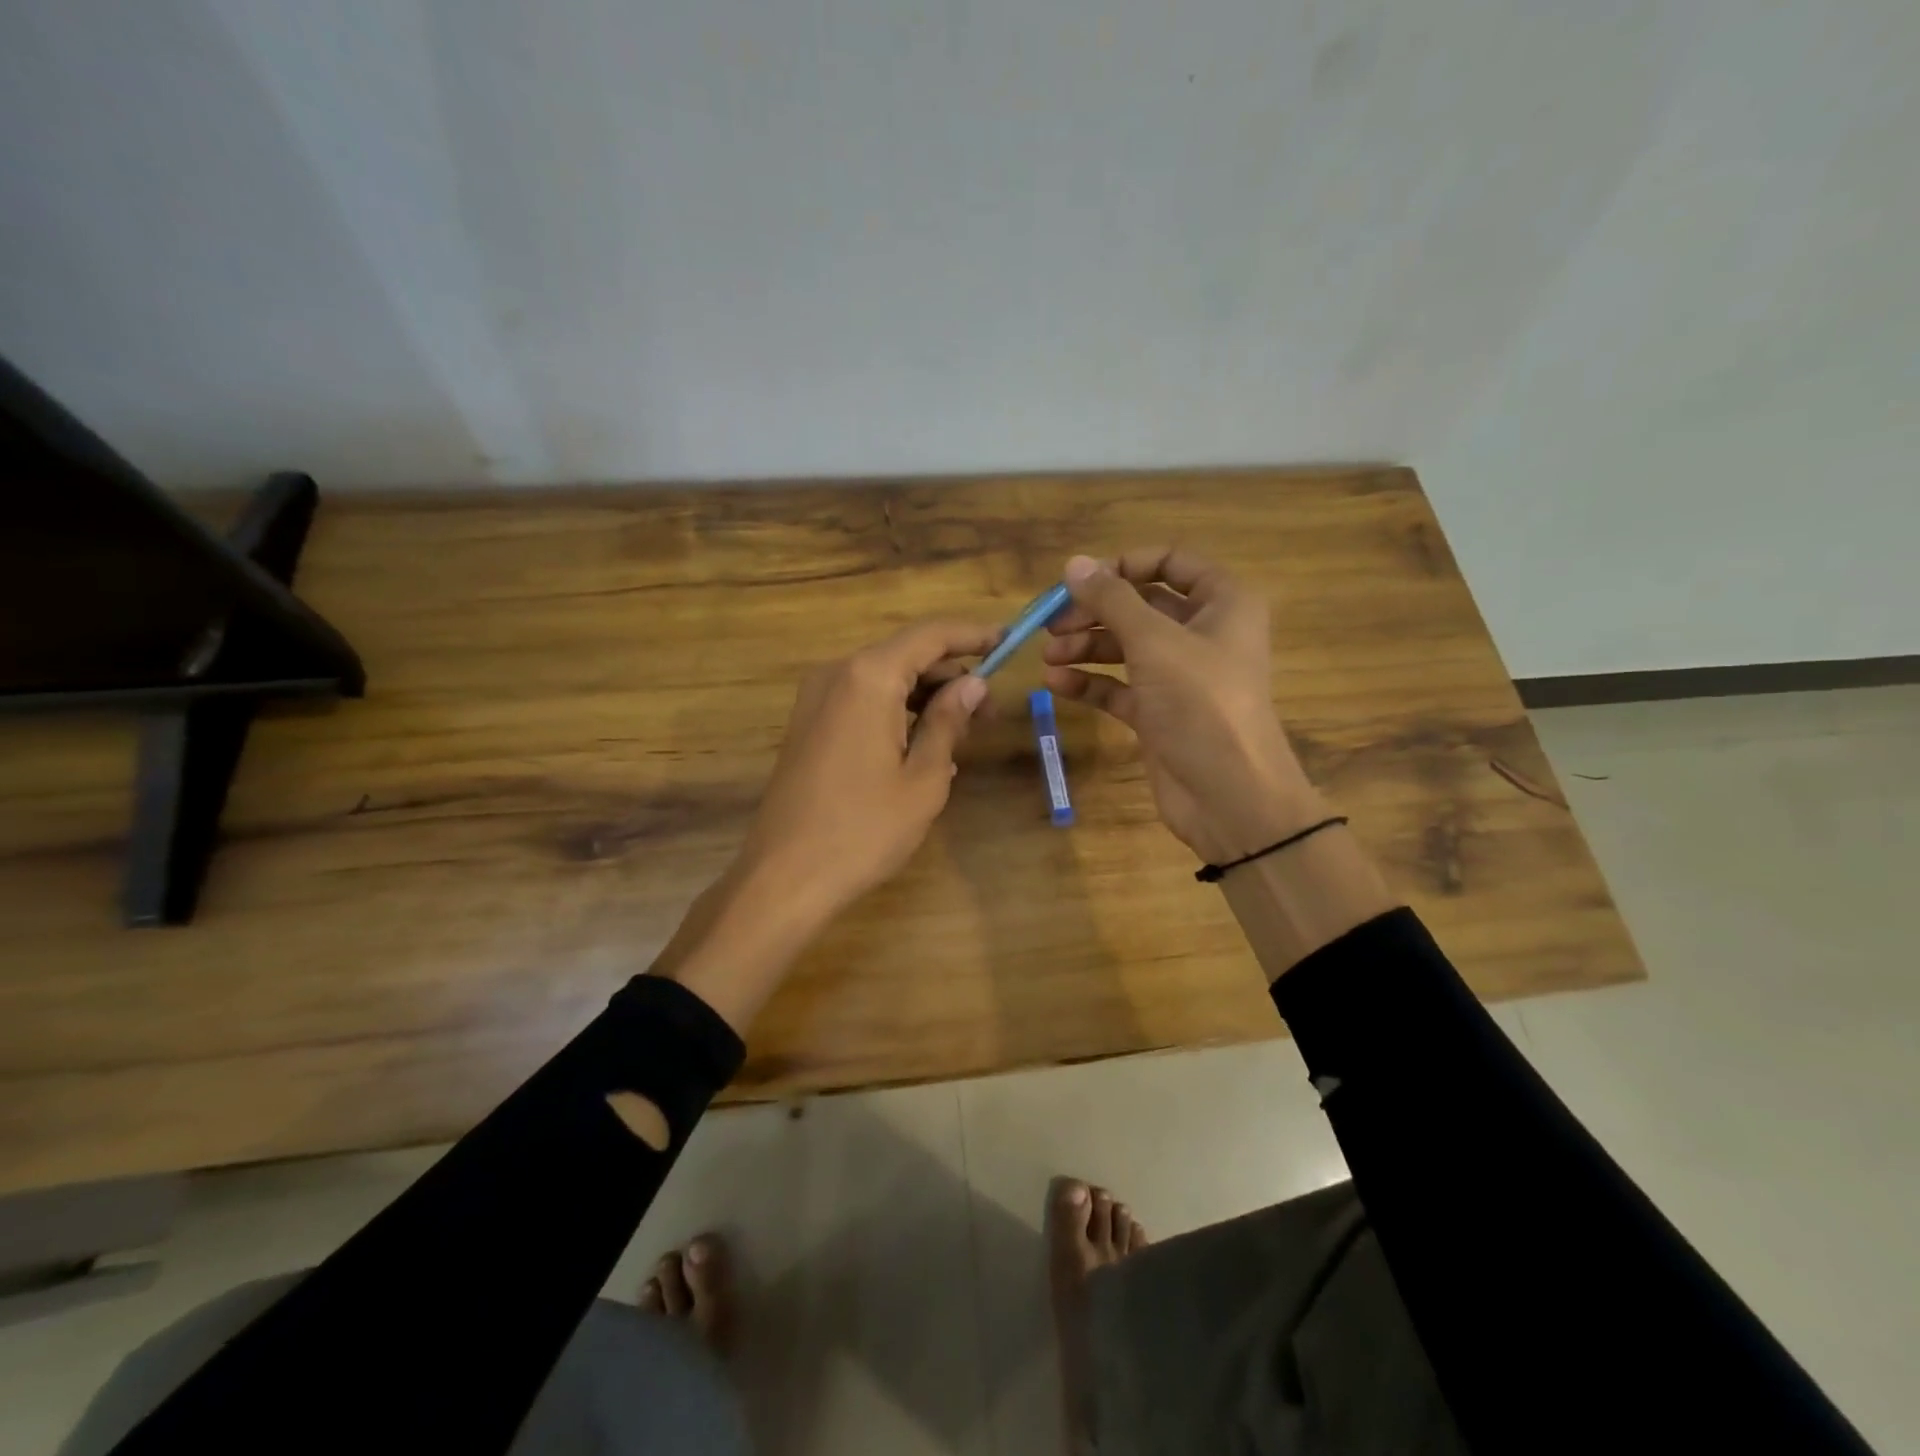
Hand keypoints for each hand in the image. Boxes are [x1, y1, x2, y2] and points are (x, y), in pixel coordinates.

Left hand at [740, 619, 997, 918]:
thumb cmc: (864, 829)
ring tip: (960, 736)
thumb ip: (949, 721)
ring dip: (925, 697)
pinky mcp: (808, 724)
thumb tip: (974, 685)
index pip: (931, 635)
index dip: (974, 635)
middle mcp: (838, 674)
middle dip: (951, 676)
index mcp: (869, 677)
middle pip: (906, 655)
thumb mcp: (923, 777)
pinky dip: (896, 712)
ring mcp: (816, 698)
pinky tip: (922, 747)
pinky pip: (862, 701)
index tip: (1009, 641)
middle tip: (988, 713)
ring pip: (884, 679)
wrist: (784, 876)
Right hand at [1043, 550, 1322, 864]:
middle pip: (1140, 606)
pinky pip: (1119, 687)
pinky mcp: (1159, 713)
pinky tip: (1056, 683)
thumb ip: (1112, 600)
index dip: (1124, 565)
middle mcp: (1202, 633)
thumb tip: (1074, 563)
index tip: (1080, 580)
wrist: (1230, 795)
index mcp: (1222, 603)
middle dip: (1094, 612)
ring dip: (1085, 648)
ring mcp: (1179, 676)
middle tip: (1051, 624)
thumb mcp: (1154, 642)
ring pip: (1125, 647)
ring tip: (1048, 656)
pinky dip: (1089, 683)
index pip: (1171, 563)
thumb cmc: (1201, 703)